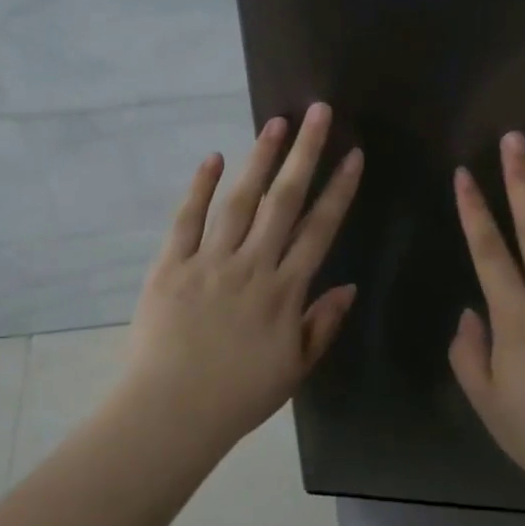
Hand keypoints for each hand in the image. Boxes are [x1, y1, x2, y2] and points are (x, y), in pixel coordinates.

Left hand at [122, 102, 362, 446]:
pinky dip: (200, 188)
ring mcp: (209, 262)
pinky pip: (187, 220)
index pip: (319, 230)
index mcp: (284, 292)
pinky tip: (214, 158)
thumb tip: (348, 286)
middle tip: (319, 113)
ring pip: (240, 201)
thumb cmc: (238, 396)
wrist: (172, 412)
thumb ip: (321, 325)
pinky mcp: (170, 265)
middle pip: (284, 201)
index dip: (339, 190)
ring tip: (276, 123)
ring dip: (260, 159)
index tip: (353, 156)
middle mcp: (252, 266)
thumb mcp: (293, 369)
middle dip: (305, 155)